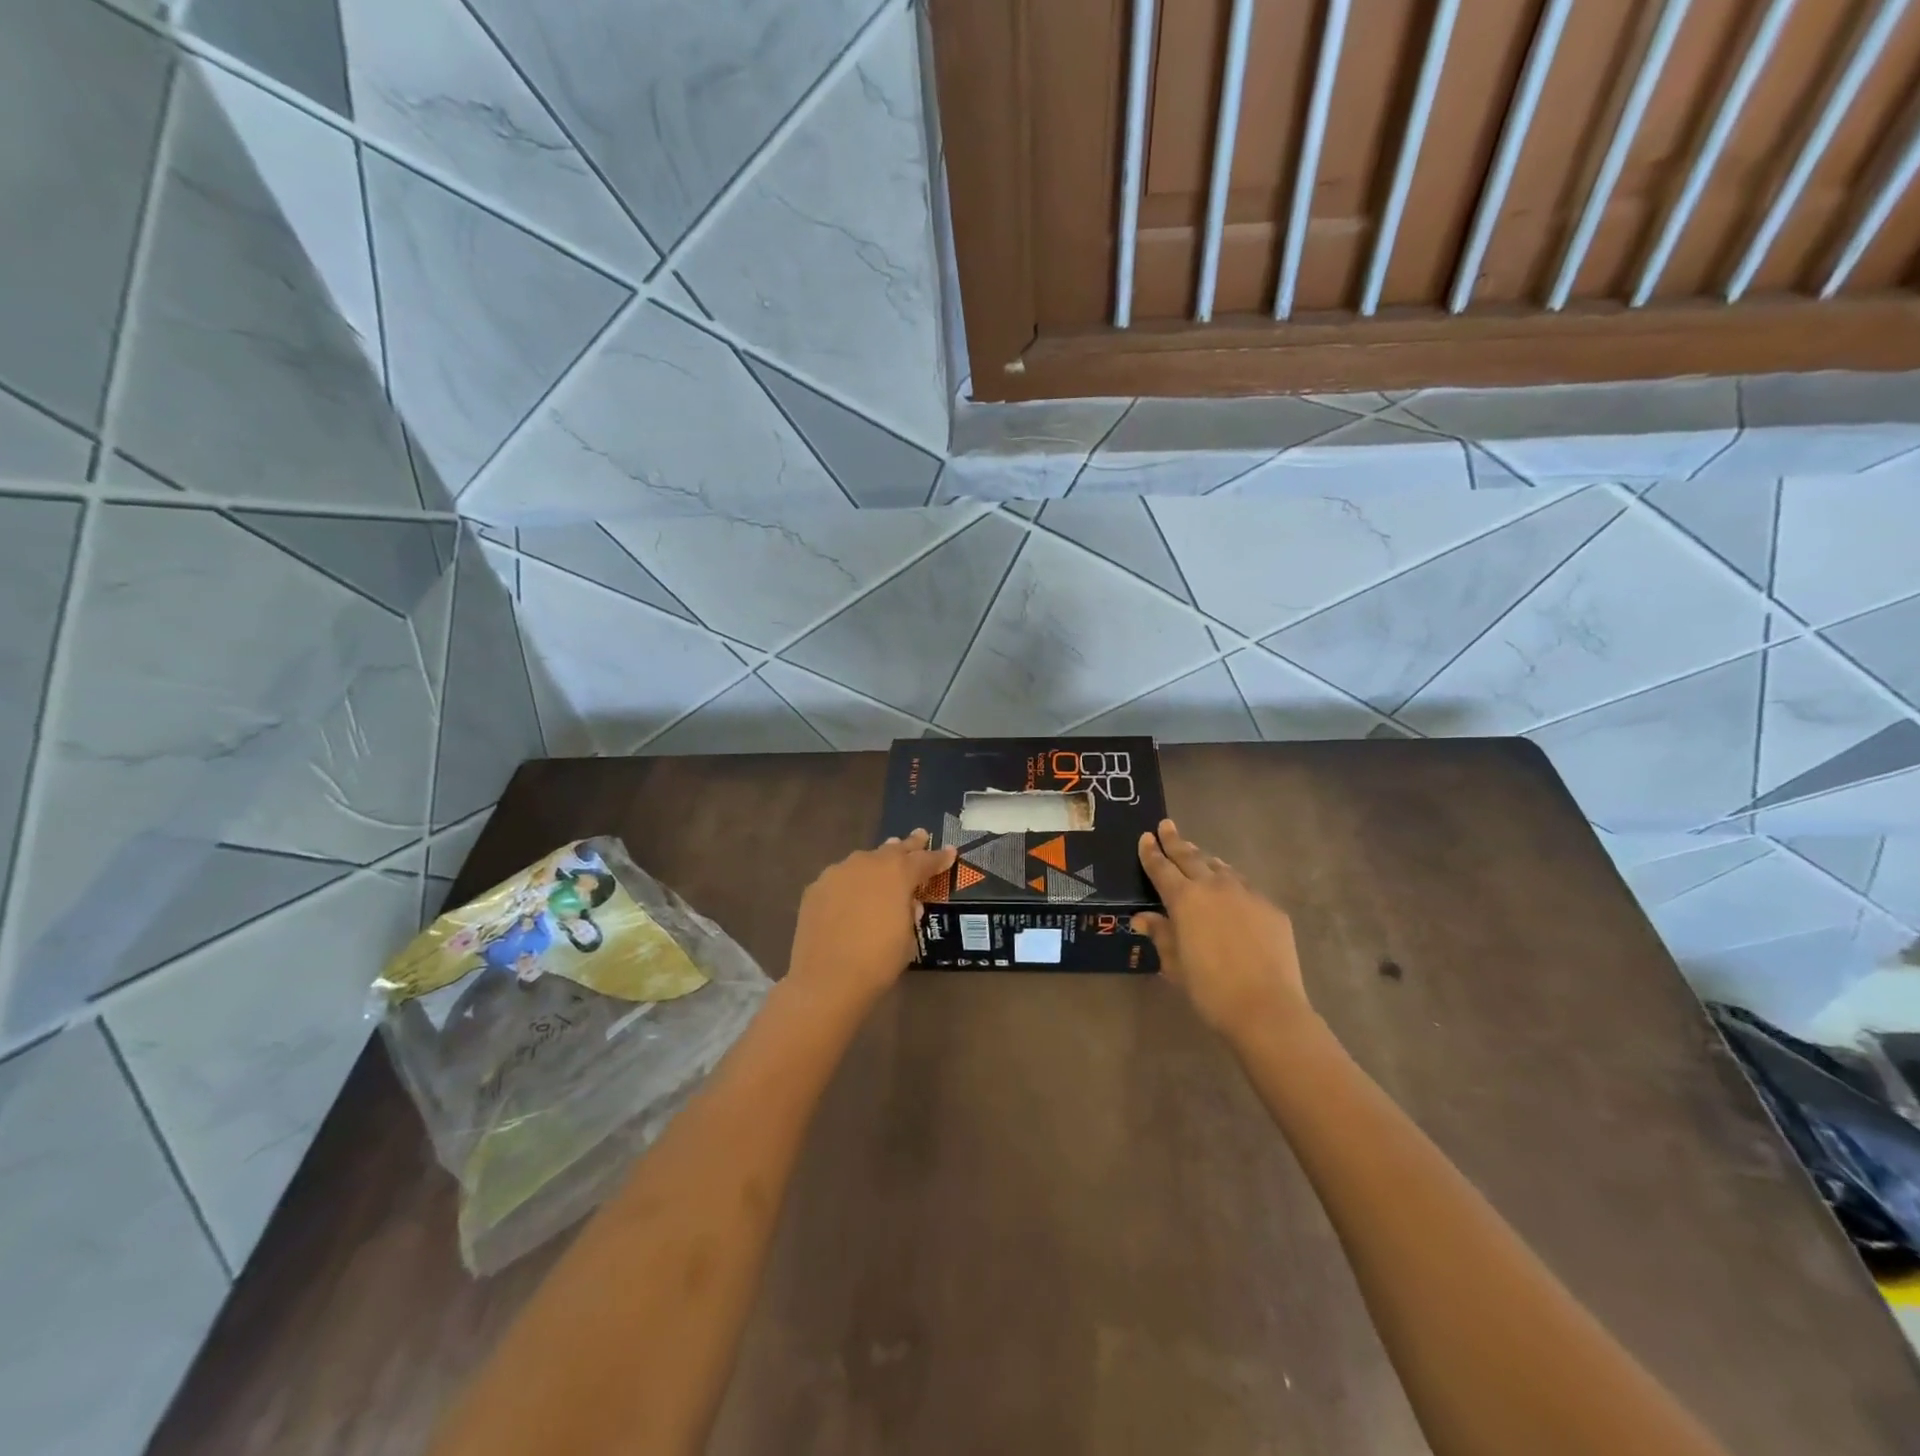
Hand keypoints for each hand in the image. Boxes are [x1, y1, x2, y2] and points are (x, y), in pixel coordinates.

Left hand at [788, 829, 955, 1010]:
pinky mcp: (816, 888)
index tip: (951, 852)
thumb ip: (909, 913)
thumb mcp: (908, 938)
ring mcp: (838, 872)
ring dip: (877, 861)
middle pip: (893, 849)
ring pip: (864, 860)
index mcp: (898, 873)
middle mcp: (868, 863)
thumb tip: (907, 903)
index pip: (925, 860)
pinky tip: (851, 893)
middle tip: (920, 836)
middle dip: (909, 845)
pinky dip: (850, 882)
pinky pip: (840, 878)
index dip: (939, 857)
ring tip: (884, 860)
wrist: (827, 979)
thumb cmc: (878, 961)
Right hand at [1133, 819, 1312, 1036]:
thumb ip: (1160, 935)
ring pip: (1220, 868)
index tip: (1146, 836)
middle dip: (1176, 841)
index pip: (1162, 868)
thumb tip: (1143, 918)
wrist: (1266, 1008)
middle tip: (1167, 826)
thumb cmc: (1209, 989)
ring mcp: (1246, 894)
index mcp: (1184, 899)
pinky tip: (1231, 892)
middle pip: (1191, 857)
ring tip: (1197, 854)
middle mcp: (1214, 887)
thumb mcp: (1174, 964)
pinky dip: (1231, 883)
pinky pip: (1245, 887)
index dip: (1151, 853)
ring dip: (1205, 859)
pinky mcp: (1270, 908)